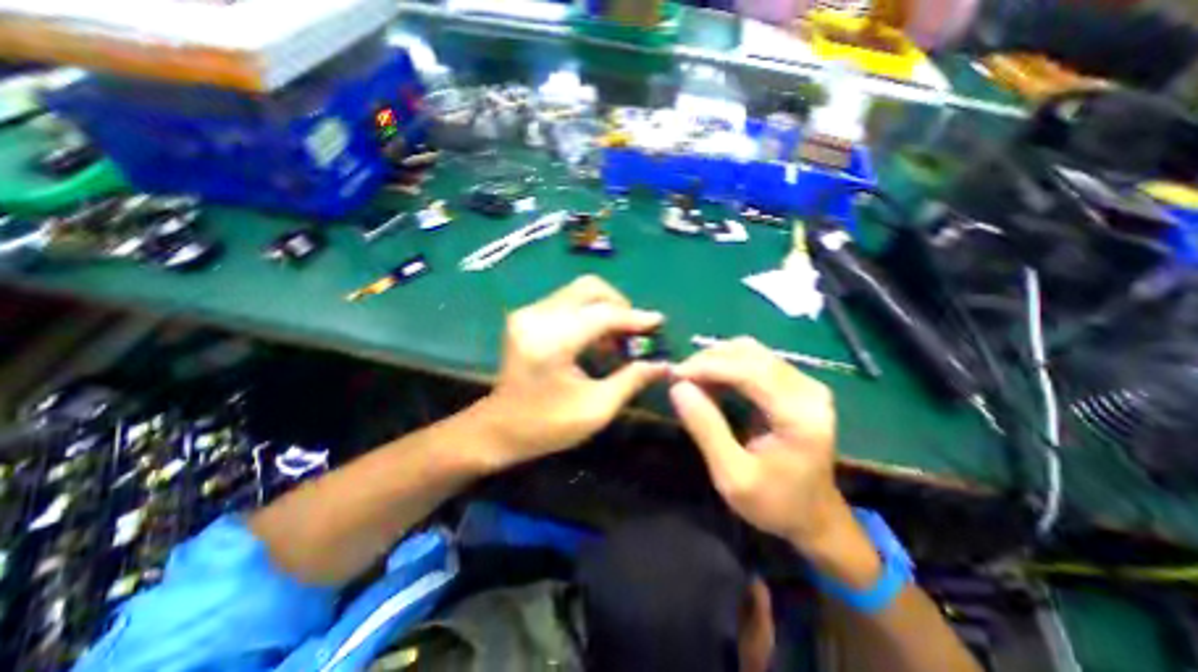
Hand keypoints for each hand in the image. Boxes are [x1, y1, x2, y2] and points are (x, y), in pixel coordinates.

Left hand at [477, 276, 670, 468]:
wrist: (498, 429)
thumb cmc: (546, 426)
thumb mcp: (596, 409)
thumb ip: (631, 380)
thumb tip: (662, 364)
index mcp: (551, 342)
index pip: (602, 315)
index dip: (634, 318)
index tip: (658, 321)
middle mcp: (536, 317)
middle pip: (589, 288)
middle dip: (619, 305)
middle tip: (634, 331)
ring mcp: (527, 313)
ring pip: (578, 292)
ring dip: (604, 309)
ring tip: (617, 340)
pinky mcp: (526, 316)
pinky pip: (567, 302)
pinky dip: (588, 313)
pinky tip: (596, 339)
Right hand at [671, 335, 844, 550]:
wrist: (814, 516)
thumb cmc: (774, 503)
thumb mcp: (732, 476)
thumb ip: (706, 428)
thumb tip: (677, 387)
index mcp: (800, 415)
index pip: (749, 371)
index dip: (708, 367)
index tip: (675, 374)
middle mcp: (808, 390)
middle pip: (751, 354)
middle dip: (709, 360)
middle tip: (679, 378)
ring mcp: (805, 384)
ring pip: (752, 352)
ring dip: (717, 360)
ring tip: (691, 379)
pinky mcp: (796, 385)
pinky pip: (756, 360)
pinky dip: (728, 365)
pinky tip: (710, 380)